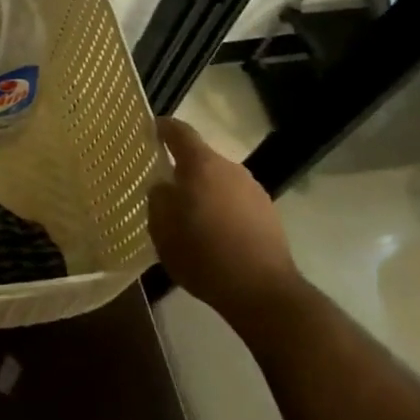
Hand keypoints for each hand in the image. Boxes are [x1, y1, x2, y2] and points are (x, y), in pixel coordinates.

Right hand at [149, 117, 300, 312]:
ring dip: (204, 192)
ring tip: (190, 217)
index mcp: (202, 165)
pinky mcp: (269, 215)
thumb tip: (163, 186)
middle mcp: (231, 169)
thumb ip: (157, 198)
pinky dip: (222, 210)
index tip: (150, 129)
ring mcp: (254, 191)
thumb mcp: (162, 228)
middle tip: (165, 188)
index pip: (179, 132)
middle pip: (201, 159)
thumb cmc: (203, 254)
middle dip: (183, 170)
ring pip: (219, 182)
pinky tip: (215, 236)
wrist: (263, 292)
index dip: (163, 127)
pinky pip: (236, 202)